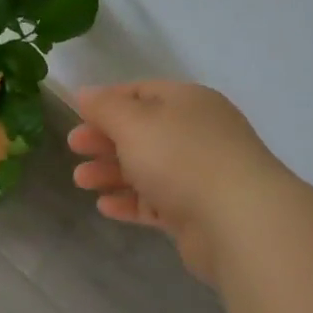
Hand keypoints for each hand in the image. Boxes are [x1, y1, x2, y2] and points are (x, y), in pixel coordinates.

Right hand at [69, 81, 284, 284]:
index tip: (78, 116)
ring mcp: (199, 174)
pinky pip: (156, 201)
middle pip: (142, 132)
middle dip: (105, 139)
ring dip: (111, 172)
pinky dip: (130, 201)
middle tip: (74, 148)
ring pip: (147, 168)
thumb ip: (105, 107)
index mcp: (188, 102)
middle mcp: (197, 133)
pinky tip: (105, 207)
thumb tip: (86, 93)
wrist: (238, 220)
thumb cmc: (180, 157)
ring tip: (80, 181)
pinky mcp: (197, 212)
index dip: (108, 102)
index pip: (142, 92)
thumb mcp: (133, 123)